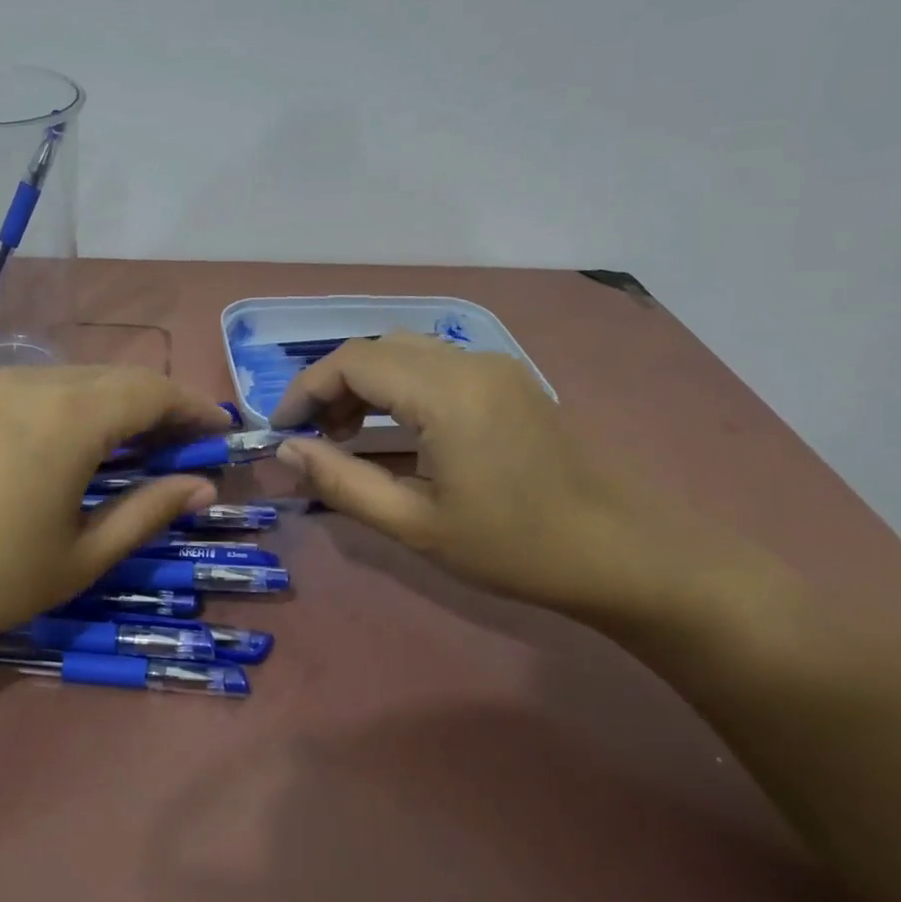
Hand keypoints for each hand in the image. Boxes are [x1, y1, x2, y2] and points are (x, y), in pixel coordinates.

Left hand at [0, 367, 229, 662]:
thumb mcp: (79, 558)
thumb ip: (147, 512)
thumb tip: (201, 486)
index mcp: (69, 416)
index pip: (152, 390)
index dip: (193, 406)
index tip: (218, 431)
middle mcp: (27, 381)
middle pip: (111, 377)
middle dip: (153, 405)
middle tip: (174, 445)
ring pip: (64, 378)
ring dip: (103, 403)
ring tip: (116, 446)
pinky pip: (18, 388)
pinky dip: (54, 405)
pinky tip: (47, 445)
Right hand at [270, 334, 722, 622]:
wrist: (619, 553)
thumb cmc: (511, 546)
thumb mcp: (413, 524)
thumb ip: (341, 482)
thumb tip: (286, 450)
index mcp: (445, 392)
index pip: (352, 361)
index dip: (305, 389)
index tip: (282, 430)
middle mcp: (469, 361)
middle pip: (376, 348)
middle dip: (333, 387)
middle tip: (315, 439)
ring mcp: (494, 366)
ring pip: (405, 351)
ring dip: (365, 384)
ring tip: (348, 437)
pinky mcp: (508, 379)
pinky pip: (435, 363)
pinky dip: (398, 386)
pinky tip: (396, 430)